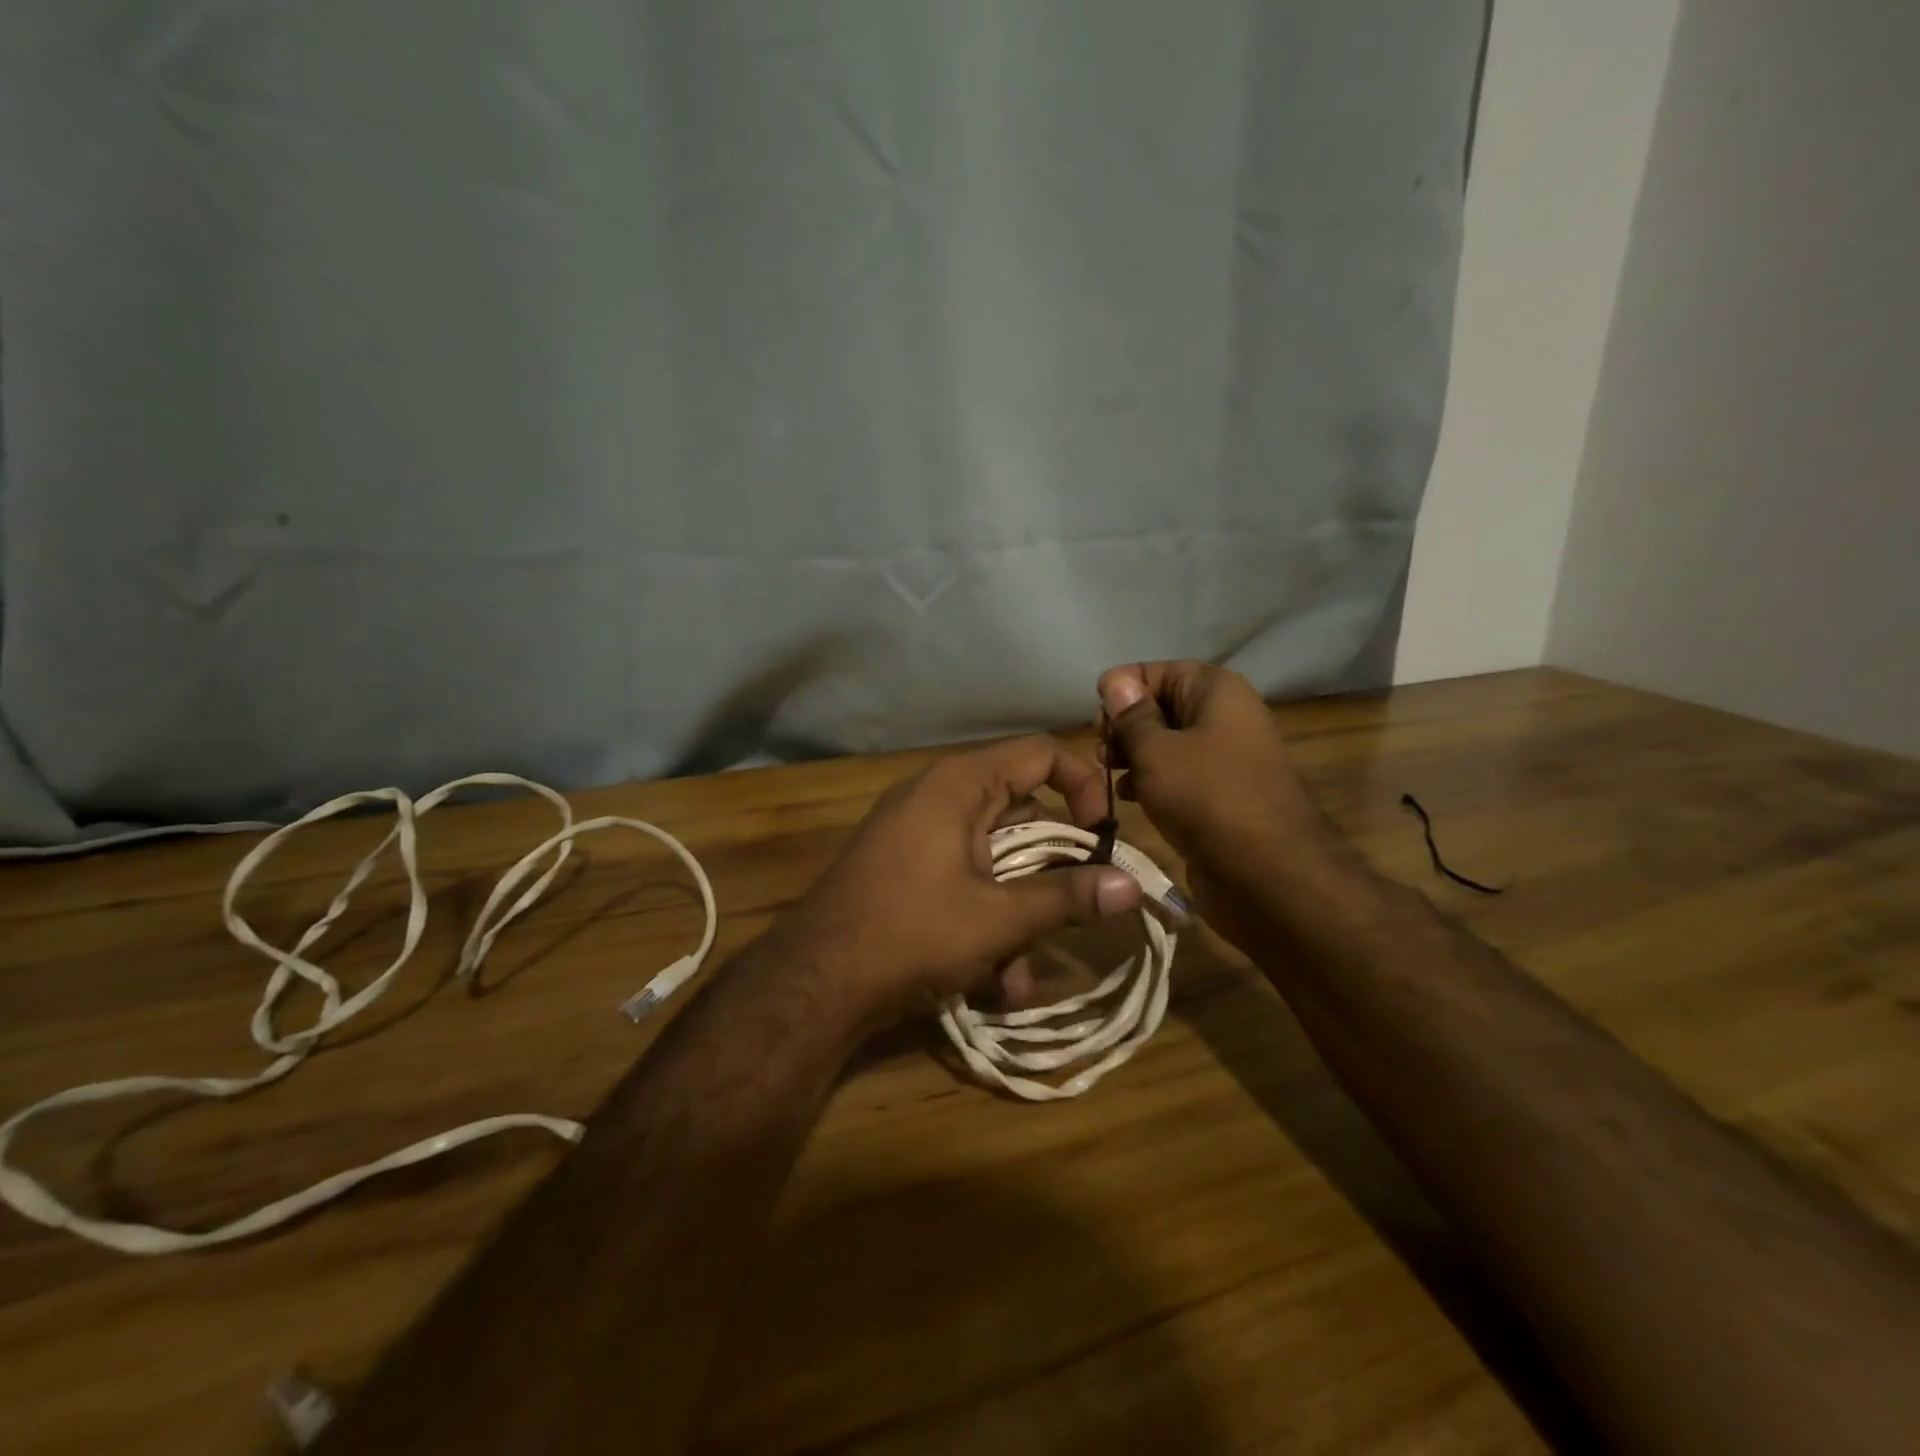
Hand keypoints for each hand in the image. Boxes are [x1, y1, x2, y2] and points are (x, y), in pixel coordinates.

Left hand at [776, 735, 1142, 1027]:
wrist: (813, 981)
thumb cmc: (911, 933)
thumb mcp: (999, 919)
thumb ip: (1068, 898)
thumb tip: (1133, 887)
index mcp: (960, 784)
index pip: (1040, 752)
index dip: (1083, 785)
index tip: (1103, 836)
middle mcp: (937, 796)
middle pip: (1020, 810)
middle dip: (1053, 867)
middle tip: (1085, 904)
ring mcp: (916, 833)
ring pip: (993, 857)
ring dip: (1019, 912)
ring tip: (1025, 975)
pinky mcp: (903, 869)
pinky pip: (962, 879)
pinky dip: (985, 919)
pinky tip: (995, 984)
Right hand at [1096, 661, 1328, 951]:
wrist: (1268, 874)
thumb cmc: (1207, 798)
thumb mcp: (1156, 752)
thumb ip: (1131, 716)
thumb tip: (1114, 682)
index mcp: (1216, 691)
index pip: (1158, 671)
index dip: (1122, 689)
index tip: (1095, 720)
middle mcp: (1224, 716)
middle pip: (1161, 705)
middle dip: (1125, 726)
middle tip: (1100, 752)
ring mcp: (1224, 757)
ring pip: (1166, 743)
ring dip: (1133, 756)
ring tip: (1106, 776)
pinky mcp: (1220, 794)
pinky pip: (1178, 775)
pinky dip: (1151, 781)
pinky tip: (1127, 797)